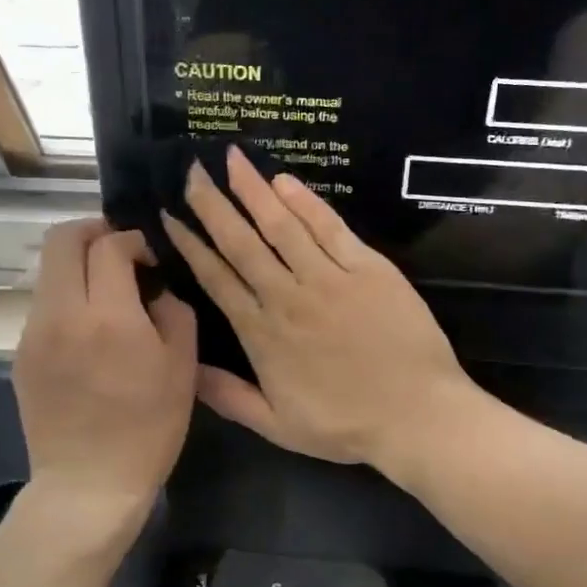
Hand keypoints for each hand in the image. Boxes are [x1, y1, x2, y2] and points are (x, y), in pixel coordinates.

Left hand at [14, 221, 196, 522]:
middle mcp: (61, 314)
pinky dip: (69, 300)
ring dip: (79, 268)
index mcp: (108, 316)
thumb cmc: (148, 428)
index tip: (150, 257)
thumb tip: (154, 288)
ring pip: (49, 272)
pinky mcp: (21, 354)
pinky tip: (90, 332)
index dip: (133, 240)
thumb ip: (173, 311)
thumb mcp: (182, 367)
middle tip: (121, 251)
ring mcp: (33, 333)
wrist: (88, 485)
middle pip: (61, 240)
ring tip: (109, 294)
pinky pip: (45, 307)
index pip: (109, 245)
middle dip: (93, 232)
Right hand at [162, 148, 472, 469]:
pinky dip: (307, 203)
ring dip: (255, 192)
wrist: (416, 414)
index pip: (217, 278)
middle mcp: (287, 297)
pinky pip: (330, 228)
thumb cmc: (346, 425)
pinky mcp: (368, 268)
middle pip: (242, 243)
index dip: (192, 244)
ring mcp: (329, 278)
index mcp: (262, 333)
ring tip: (233, 160)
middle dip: (214, 205)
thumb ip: (229, 396)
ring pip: (282, 227)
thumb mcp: (277, 426)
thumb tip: (186, 369)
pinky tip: (285, 182)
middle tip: (192, 171)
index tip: (171, 216)